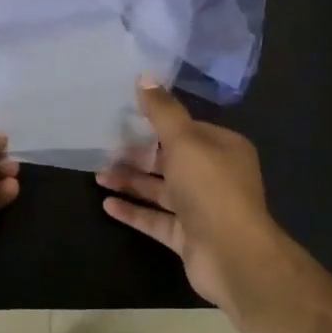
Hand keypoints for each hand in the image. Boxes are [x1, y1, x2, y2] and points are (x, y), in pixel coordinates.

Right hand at [97, 81, 283, 310]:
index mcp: (223, 148)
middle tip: (104, 149)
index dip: (157, 124)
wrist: (233, 255)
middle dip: (138, 155)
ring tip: (98, 175)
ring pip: (161, 190)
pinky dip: (134, 211)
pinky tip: (107, 204)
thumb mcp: (184, 141)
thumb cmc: (210, 188)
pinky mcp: (189, 237)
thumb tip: (145, 77)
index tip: (125, 118)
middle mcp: (215, 176)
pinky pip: (157, 219)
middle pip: (170, 160)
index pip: (186, 129)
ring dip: (131, 182)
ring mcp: (202, 209)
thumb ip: (162, 111)